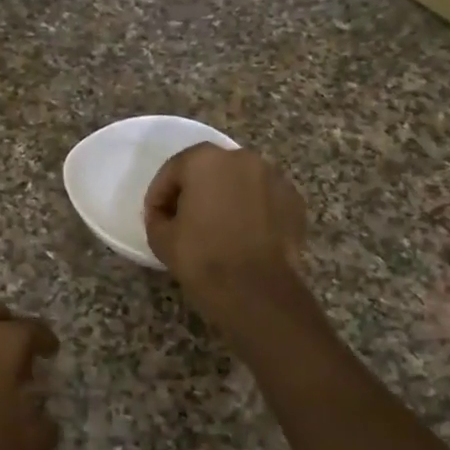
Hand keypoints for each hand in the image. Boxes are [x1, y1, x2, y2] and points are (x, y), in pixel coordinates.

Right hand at [144, 144, 306, 325]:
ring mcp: (274, 177)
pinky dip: (252, 209)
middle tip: (184, 219)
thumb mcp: (160, 238)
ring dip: (225, 197)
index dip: (159, 195)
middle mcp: (242, 158)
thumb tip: (165, 215)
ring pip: (239, 181)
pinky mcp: (294, 201)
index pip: (173, 170)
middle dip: (194, 190)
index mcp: (205, 160)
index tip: (155, 217)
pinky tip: (243, 234)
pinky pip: (263, 198)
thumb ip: (157, 216)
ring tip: (217, 226)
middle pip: (209, 169)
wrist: (256, 291)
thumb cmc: (202, 258)